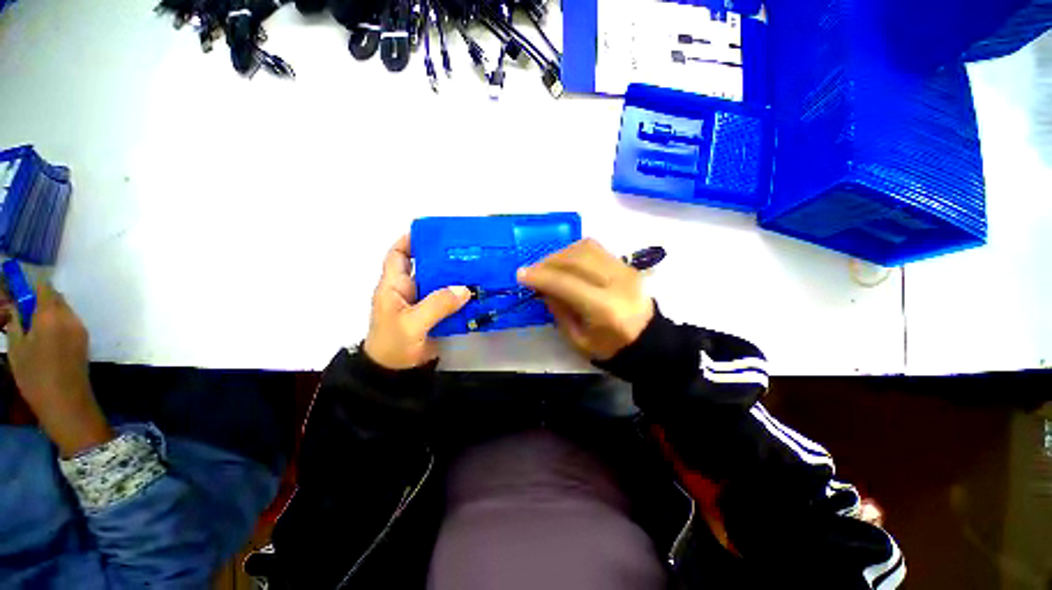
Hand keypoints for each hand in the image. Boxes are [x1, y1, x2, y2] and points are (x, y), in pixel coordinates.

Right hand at [4, 282, 111, 456]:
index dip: (30, 287)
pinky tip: (44, 337)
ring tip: (30, 326)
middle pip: (55, 298)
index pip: (44, 289)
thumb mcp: (16, 348)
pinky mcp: (85, 340)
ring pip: (63, 310)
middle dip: (38, 300)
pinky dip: (57, 322)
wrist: (66, 402)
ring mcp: (80, 329)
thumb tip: (15, 306)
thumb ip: (15, 322)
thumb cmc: (35, 377)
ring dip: (48, 311)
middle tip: (21, 311)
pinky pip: (69, 322)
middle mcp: (70, 318)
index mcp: (51, 316)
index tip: (17, 292)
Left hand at [363, 235, 471, 369]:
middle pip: (425, 265)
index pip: (398, 254)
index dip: (410, 239)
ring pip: (440, 282)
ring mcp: (422, 303)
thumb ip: (437, 304)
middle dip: (443, 256)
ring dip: (455, 276)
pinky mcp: (434, 315)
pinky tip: (476, 291)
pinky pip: (448, 299)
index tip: (433, 232)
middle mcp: (408, 290)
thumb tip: (466, 288)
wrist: (395, 374)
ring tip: (477, 267)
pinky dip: (461, 294)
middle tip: (466, 249)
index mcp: (394, 285)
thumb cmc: (394, 345)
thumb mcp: (413, 323)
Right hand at [517, 238, 654, 360]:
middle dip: (548, 262)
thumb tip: (543, 286)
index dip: (540, 277)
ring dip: (560, 254)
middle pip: (576, 259)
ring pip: (585, 248)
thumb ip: (559, 310)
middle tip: (533, 271)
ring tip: (548, 266)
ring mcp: (624, 269)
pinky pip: (595, 249)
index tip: (521, 275)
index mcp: (605, 309)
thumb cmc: (611, 347)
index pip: (566, 283)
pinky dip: (574, 252)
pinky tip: (566, 262)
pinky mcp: (626, 264)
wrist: (648, 341)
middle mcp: (617, 282)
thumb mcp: (578, 339)